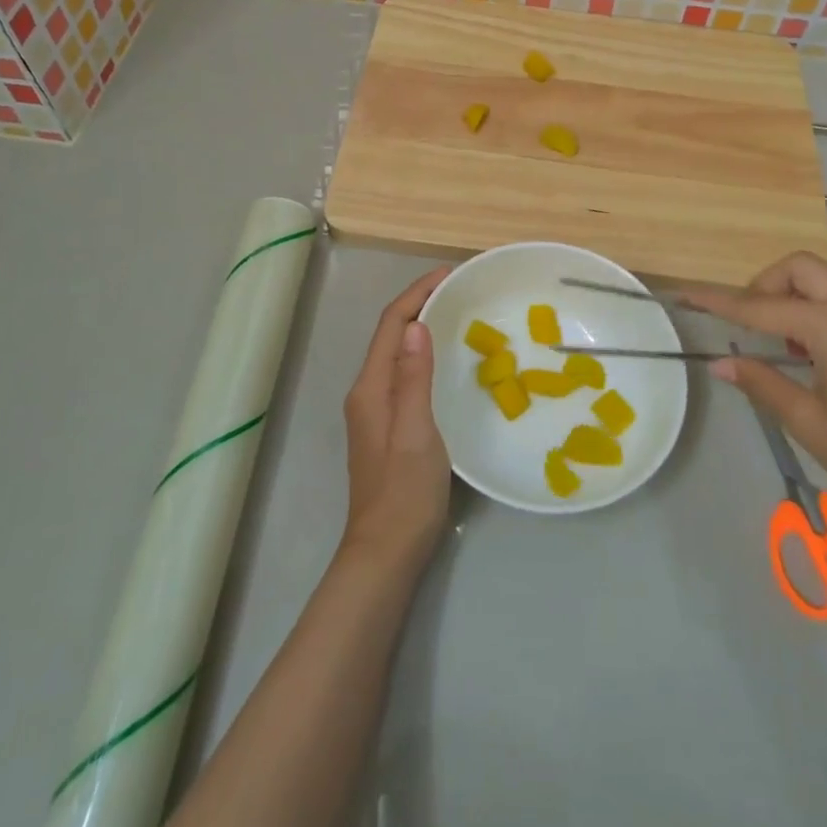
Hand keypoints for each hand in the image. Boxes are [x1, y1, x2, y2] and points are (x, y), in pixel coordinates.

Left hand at [338, 266, 454, 574]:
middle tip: (459, 291)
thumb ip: (414, 378)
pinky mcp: (387, 427)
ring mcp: (375, 411)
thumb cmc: (405, 492)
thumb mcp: (416, 431)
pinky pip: (404, 374)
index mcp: (371, 387)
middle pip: (391, 335)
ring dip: (421, 328)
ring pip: (397, 354)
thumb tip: (416, 326)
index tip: (449, 275)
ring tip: (457, 315)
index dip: (417, 294)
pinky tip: (446, 362)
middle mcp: (368, 392)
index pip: (391, 325)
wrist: (386, 552)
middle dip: (420, 305)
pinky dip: (423, 355)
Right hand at [686, 252, 826, 536]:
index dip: (720, 302)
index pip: (762, 307)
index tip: (686, 293)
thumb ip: (762, 382)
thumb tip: (720, 362)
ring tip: (778, 342)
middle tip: (746, 322)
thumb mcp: (809, 423)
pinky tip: (814, 351)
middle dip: (764, 284)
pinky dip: (818, 309)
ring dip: (792, 295)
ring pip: (824, 279)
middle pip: (799, 269)